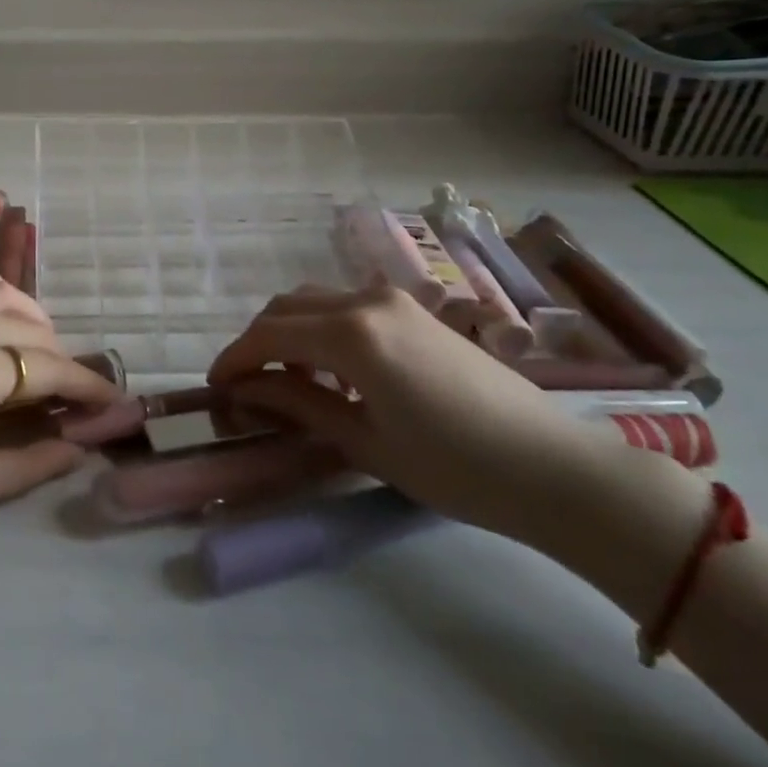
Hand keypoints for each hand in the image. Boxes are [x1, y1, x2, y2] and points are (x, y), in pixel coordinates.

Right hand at [208, 282, 620, 542]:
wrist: (551, 466)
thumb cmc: (454, 466)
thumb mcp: (364, 441)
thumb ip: (298, 405)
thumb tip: (245, 392)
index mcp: (350, 334)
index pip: (268, 335)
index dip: (235, 359)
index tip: (215, 388)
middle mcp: (364, 301)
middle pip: (286, 308)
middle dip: (257, 342)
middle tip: (246, 385)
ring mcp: (392, 299)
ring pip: (315, 301)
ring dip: (289, 332)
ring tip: (287, 380)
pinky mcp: (413, 309)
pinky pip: (346, 306)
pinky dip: (321, 328)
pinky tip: (333, 370)